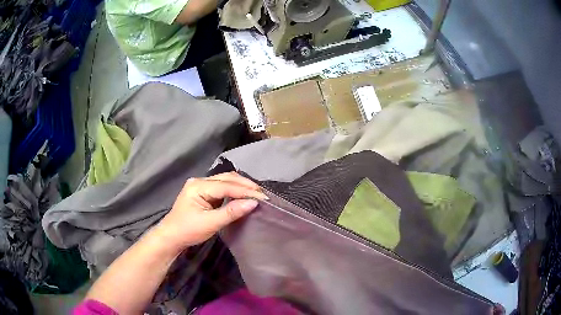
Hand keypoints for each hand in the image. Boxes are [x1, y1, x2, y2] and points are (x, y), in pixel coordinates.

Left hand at [152, 172, 266, 251]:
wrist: (171, 236)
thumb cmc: (188, 230)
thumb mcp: (210, 223)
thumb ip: (231, 212)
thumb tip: (253, 203)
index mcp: (198, 186)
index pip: (226, 185)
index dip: (246, 191)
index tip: (263, 197)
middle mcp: (200, 181)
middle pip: (227, 178)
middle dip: (245, 185)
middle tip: (263, 194)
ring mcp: (201, 185)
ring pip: (225, 180)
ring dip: (241, 186)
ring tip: (257, 194)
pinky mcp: (204, 192)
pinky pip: (222, 187)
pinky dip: (235, 190)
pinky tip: (244, 195)